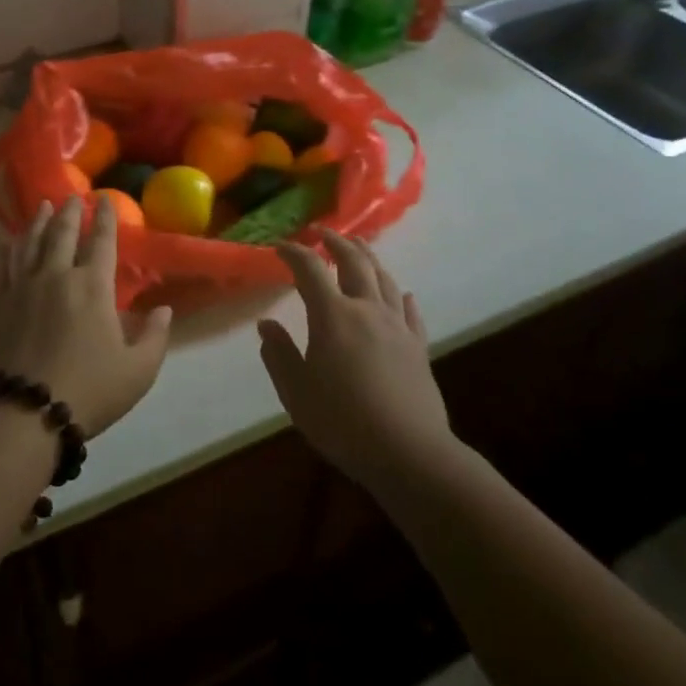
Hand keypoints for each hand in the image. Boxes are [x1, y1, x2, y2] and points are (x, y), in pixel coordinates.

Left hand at [0, 196, 171, 434]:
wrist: (23, 413)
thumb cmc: (88, 391)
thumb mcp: (138, 371)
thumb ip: (155, 336)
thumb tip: (164, 309)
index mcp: (92, 286)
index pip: (102, 241)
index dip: (105, 218)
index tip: (104, 199)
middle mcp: (55, 275)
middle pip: (62, 233)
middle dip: (70, 212)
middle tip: (72, 197)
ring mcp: (20, 287)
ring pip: (29, 243)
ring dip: (37, 222)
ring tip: (42, 206)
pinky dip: (4, 251)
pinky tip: (5, 244)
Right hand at [258, 231, 462, 498]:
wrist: (409, 453)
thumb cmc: (343, 422)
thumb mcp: (296, 392)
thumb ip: (279, 354)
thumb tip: (266, 325)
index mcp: (333, 316)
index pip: (310, 270)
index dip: (293, 253)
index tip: (280, 247)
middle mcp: (367, 310)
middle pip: (354, 262)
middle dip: (337, 243)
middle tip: (323, 232)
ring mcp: (398, 327)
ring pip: (384, 280)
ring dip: (369, 258)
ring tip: (359, 249)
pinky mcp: (418, 347)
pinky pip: (410, 311)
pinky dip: (401, 296)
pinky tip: (401, 294)